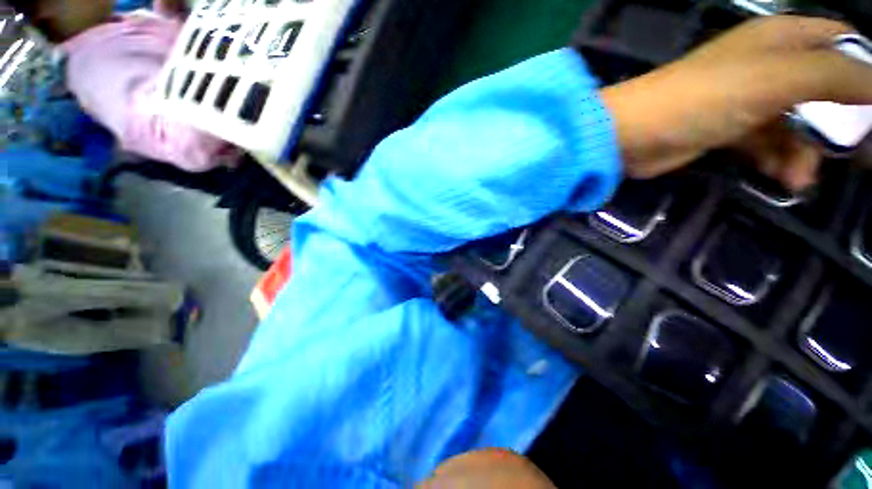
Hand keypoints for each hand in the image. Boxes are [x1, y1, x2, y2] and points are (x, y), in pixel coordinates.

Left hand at [601, 16, 871, 188]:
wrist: (632, 135)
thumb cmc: (702, 98)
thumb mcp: (778, 78)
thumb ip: (835, 75)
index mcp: (782, 40)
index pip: (840, 44)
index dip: (866, 73)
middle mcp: (768, 65)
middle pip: (825, 89)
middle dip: (842, 124)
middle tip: (859, 159)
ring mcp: (746, 100)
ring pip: (796, 124)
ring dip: (804, 153)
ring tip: (800, 179)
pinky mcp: (725, 130)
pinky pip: (766, 145)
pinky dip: (777, 161)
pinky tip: (781, 179)